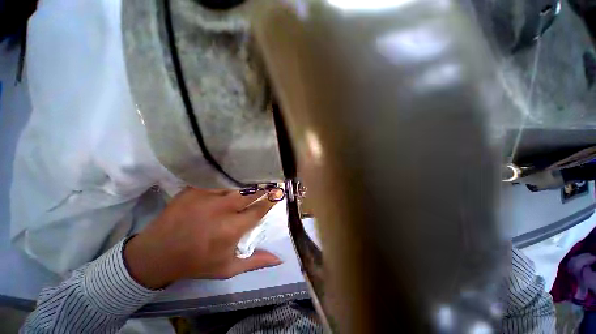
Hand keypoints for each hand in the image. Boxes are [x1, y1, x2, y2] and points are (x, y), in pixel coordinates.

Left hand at [124, 187, 281, 288]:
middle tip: (269, 183)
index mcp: (232, 228)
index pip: (260, 209)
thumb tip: (279, 258)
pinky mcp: (194, 188)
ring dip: (247, 183)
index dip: (271, 200)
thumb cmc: (196, 262)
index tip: (277, 194)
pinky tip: (232, 179)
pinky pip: (218, 180)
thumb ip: (255, 262)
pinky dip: (228, 180)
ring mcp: (207, 196)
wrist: (158, 254)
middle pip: (251, 192)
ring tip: (254, 180)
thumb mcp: (227, 268)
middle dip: (263, 188)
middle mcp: (223, 209)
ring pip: (236, 184)